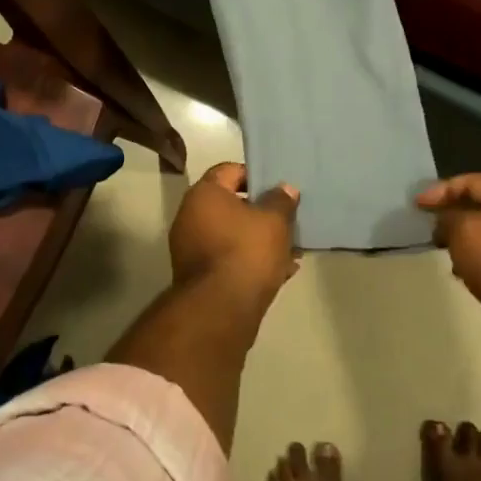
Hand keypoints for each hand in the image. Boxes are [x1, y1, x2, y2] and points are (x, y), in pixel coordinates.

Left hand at [169, 162, 300, 304]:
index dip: (255, 176)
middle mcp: (190, 216)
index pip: (229, 170)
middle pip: (230, 204)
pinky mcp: (198, 276)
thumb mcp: (274, 221)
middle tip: (286, 219)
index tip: (278, 189)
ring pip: (232, 234)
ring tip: (290, 249)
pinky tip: (280, 272)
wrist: (221, 309)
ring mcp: (191, 248)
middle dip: (260, 212)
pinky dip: (249, 261)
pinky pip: (228, 259)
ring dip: (258, 240)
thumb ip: (281, 201)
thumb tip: (284, 189)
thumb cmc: (247, 251)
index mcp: (204, 194)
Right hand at [417, 173, 480, 308]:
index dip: (443, 188)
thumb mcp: (463, 229)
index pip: (474, 181)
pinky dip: (477, 262)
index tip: (418, 204)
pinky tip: (464, 273)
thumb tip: (446, 221)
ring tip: (445, 252)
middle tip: (432, 228)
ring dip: (465, 242)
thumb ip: (448, 218)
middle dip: (454, 217)